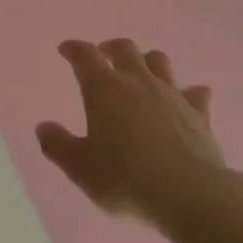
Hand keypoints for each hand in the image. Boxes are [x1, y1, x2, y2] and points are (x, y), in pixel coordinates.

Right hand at [35, 38, 223, 223]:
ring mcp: (172, 94)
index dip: (74, 49)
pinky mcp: (200, 113)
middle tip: (103, 55)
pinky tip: (186, 100)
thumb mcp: (81, 168)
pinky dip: (188, 92)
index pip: (85, 56)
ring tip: (141, 72)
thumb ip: (58, 145)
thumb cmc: (126, 179)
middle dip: (110, 48)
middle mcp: (139, 82)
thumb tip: (43, 127)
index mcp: (105, 89)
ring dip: (147, 61)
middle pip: (125, 48)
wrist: (189, 194)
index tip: (66, 49)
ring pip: (160, 61)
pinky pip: (196, 93)